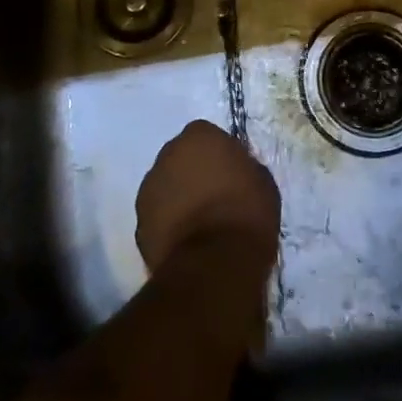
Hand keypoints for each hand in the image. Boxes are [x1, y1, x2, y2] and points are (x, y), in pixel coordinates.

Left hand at [136, 120, 280, 275]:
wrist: (214, 264)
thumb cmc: (246, 213)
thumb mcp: (262, 181)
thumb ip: (243, 167)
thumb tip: (235, 173)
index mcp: (199, 136)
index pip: (206, 136)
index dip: (219, 156)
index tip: (231, 176)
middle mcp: (167, 154)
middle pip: (181, 159)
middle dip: (193, 173)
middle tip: (214, 197)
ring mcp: (148, 189)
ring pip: (166, 187)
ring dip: (178, 198)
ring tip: (200, 225)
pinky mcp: (139, 224)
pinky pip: (158, 218)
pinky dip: (169, 225)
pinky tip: (187, 243)